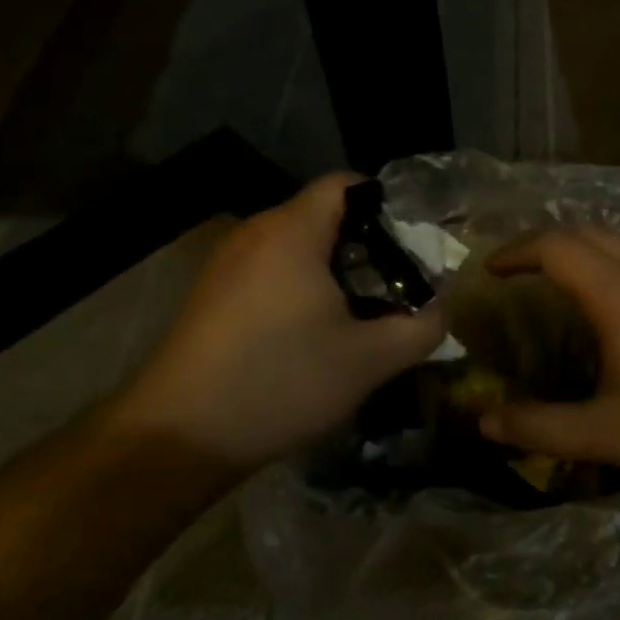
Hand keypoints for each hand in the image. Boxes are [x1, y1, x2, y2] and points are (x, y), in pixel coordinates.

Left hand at [104, 174, 446, 468]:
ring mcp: (226, 263)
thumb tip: (441, 308)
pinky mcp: (211, 294)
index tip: (413, 248)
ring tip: (361, 315)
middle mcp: (255, 232)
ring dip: (335, 271)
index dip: (388, 206)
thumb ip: (423, 326)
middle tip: (397, 288)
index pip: (346, 184)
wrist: (179, 435)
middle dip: (368, 245)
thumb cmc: (282, 382)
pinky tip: (312, 335)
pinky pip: (270, 271)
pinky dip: (301, 288)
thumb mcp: (371, 360)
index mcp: (292, 231)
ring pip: (297, 246)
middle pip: (324, 215)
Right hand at [477, 228, 619, 484]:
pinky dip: (615, 274)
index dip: (515, 251)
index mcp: (618, 295)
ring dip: (585, 258)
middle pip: (588, 233)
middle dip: (546, 244)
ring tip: (562, 293)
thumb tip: (485, 422)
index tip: (489, 270)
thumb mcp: (605, 433)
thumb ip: (540, 427)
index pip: (555, 246)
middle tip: (519, 272)